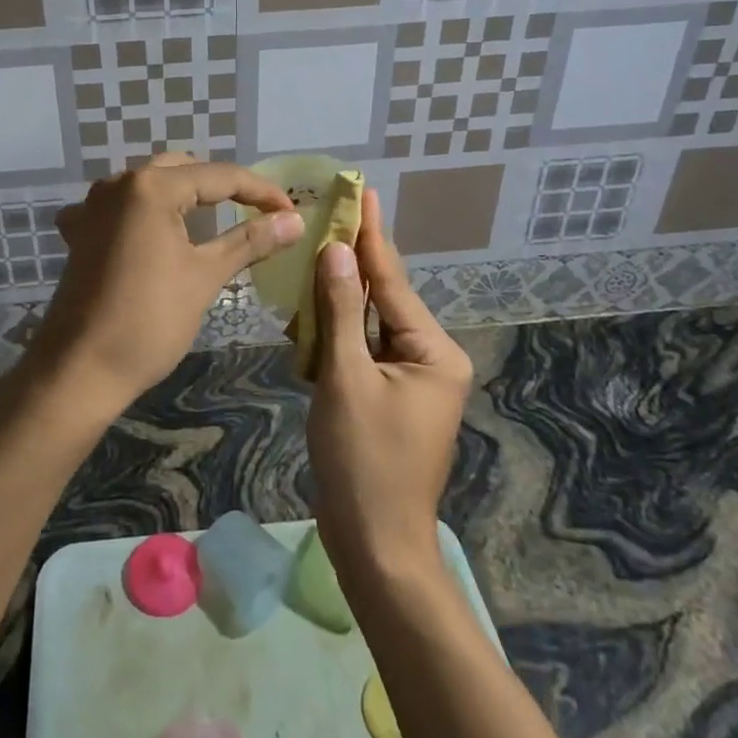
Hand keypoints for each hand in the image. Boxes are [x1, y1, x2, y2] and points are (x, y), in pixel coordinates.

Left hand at [28, 154, 301, 418]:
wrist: (79, 370)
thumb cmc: (149, 321)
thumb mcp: (205, 276)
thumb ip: (250, 240)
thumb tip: (295, 221)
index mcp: (151, 187)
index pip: (219, 176)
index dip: (260, 191)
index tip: (292, 212)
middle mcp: (118, 183)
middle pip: (183, 171)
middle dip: (222, 189)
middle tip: (257, 214)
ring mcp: (92, 206)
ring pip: (151, 186)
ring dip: (185, 198)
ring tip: (217, 221)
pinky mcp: (80, 232)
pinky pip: (122, 208)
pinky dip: (148, 214)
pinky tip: (156, 235)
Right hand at [307, 188, 473, 579]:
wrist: (374, 545)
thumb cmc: (363, 461)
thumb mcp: (346, 379)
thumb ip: (341, 312)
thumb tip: (337, 252)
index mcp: (432, 351)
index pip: (393, 280)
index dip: (371, 235)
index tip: (360, 192)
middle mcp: (428, 358)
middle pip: (382, 298)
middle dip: (350, 262)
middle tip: (326, 216)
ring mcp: (408, 380)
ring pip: (366, 324)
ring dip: (335, 300)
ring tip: (307, 259)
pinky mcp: (386, 397)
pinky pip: (359, 351)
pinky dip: (334, 335)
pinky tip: (305, 319)